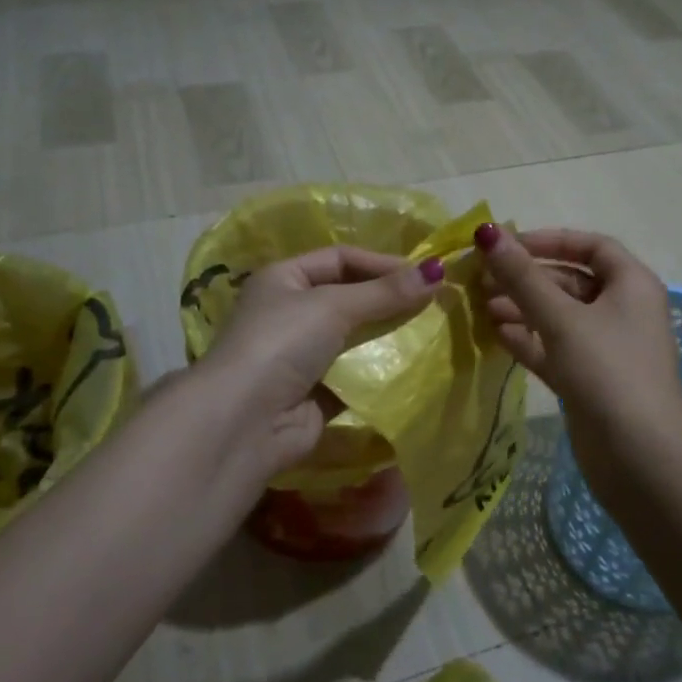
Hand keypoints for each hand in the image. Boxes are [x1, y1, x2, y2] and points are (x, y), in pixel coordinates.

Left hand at [197, 246, 444, 479]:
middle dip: (390, 300)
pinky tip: (414, 368)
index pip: (341, 259)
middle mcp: (291, 313)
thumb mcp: (333, 306)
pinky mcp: (316, 393)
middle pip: (350, 298)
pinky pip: (356, 375)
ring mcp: (302, 355)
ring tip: (432, 332)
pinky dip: (380, 373)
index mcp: (284, 279)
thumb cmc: (281, 343)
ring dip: (389, 336)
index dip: (382, 263)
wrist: (244, 422)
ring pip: (356, 338)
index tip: (425, 274)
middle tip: (436, 302)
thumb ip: (385, 292)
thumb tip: (437, 270)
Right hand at [473, 224, 681, 492]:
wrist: (640, 459)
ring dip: (522, 309)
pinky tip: (495, 335)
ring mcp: (606, 348)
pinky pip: (555, 348)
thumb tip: (485, 232)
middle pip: (570, 281)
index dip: (550, 240)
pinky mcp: (590, 380)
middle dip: (527, 279)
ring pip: (559, 316)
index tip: (508, 246)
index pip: (591, 246)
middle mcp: (622, 310)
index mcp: (631, 285)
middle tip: (482, 280)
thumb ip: (521, 276)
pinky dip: (528, 339)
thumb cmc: (607, 371)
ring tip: (481, 308)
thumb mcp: (561, 318)